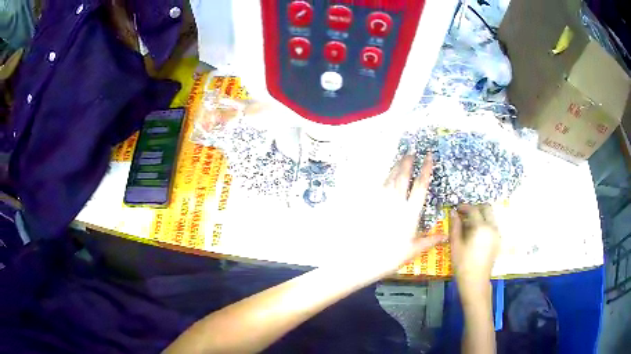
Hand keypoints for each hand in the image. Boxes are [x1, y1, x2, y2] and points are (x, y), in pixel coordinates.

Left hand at [341, 153, 446, 279]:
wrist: (360, 259)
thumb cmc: (389, 257)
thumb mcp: (412, 250)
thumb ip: (430, 240)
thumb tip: (446, 236)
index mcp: (410, 212)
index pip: (420, 186)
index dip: (425, 169)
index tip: (428, 156)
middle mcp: (396, 202)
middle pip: (403, 176)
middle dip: (408, 162)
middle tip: (411, 152)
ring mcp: (380, 202)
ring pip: (390, 179)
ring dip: (396, 167)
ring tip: (400, 159)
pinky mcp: (368, 205)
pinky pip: (378, 187)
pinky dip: (384, 179)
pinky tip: (385, 177)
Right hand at [450, 204, 500, 291]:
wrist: (475, 281)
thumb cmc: (463, 264)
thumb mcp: (455, 245)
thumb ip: (455, 226)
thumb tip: (453, 213)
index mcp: (481, 227)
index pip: (473, 209)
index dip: (464, 207)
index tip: (456, 209)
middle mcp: (492, 227)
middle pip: (487, 208)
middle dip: (475, 208)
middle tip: (465, 214)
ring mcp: (496, 234)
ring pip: (491, 216)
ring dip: (481, 216)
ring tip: (469, 225)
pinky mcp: (497, 240)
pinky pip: (492, 225)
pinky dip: (485, 224)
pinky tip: (475, 234)